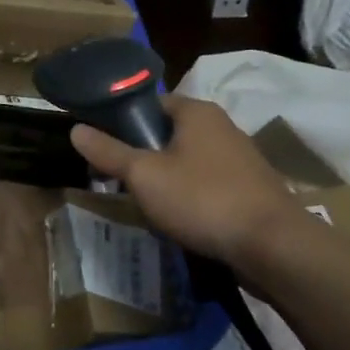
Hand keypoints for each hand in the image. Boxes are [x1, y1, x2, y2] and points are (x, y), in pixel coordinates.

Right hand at [70, 96, 300, 264]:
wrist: (273, 246)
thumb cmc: (203, 199)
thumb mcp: (145, 176)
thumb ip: (109, 152)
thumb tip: (76, 129)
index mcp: (197, 111)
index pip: (151, 104)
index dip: (123, 123)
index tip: (105, 149)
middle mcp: (222, 126)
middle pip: (169, 134)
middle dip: (144, 157)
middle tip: (122, 182)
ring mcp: (241, 158)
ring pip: (188, 162)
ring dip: (167, 181)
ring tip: (148, 206)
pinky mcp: (251, 189)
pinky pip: (208, 185)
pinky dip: (191, 198)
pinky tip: (182, 221)